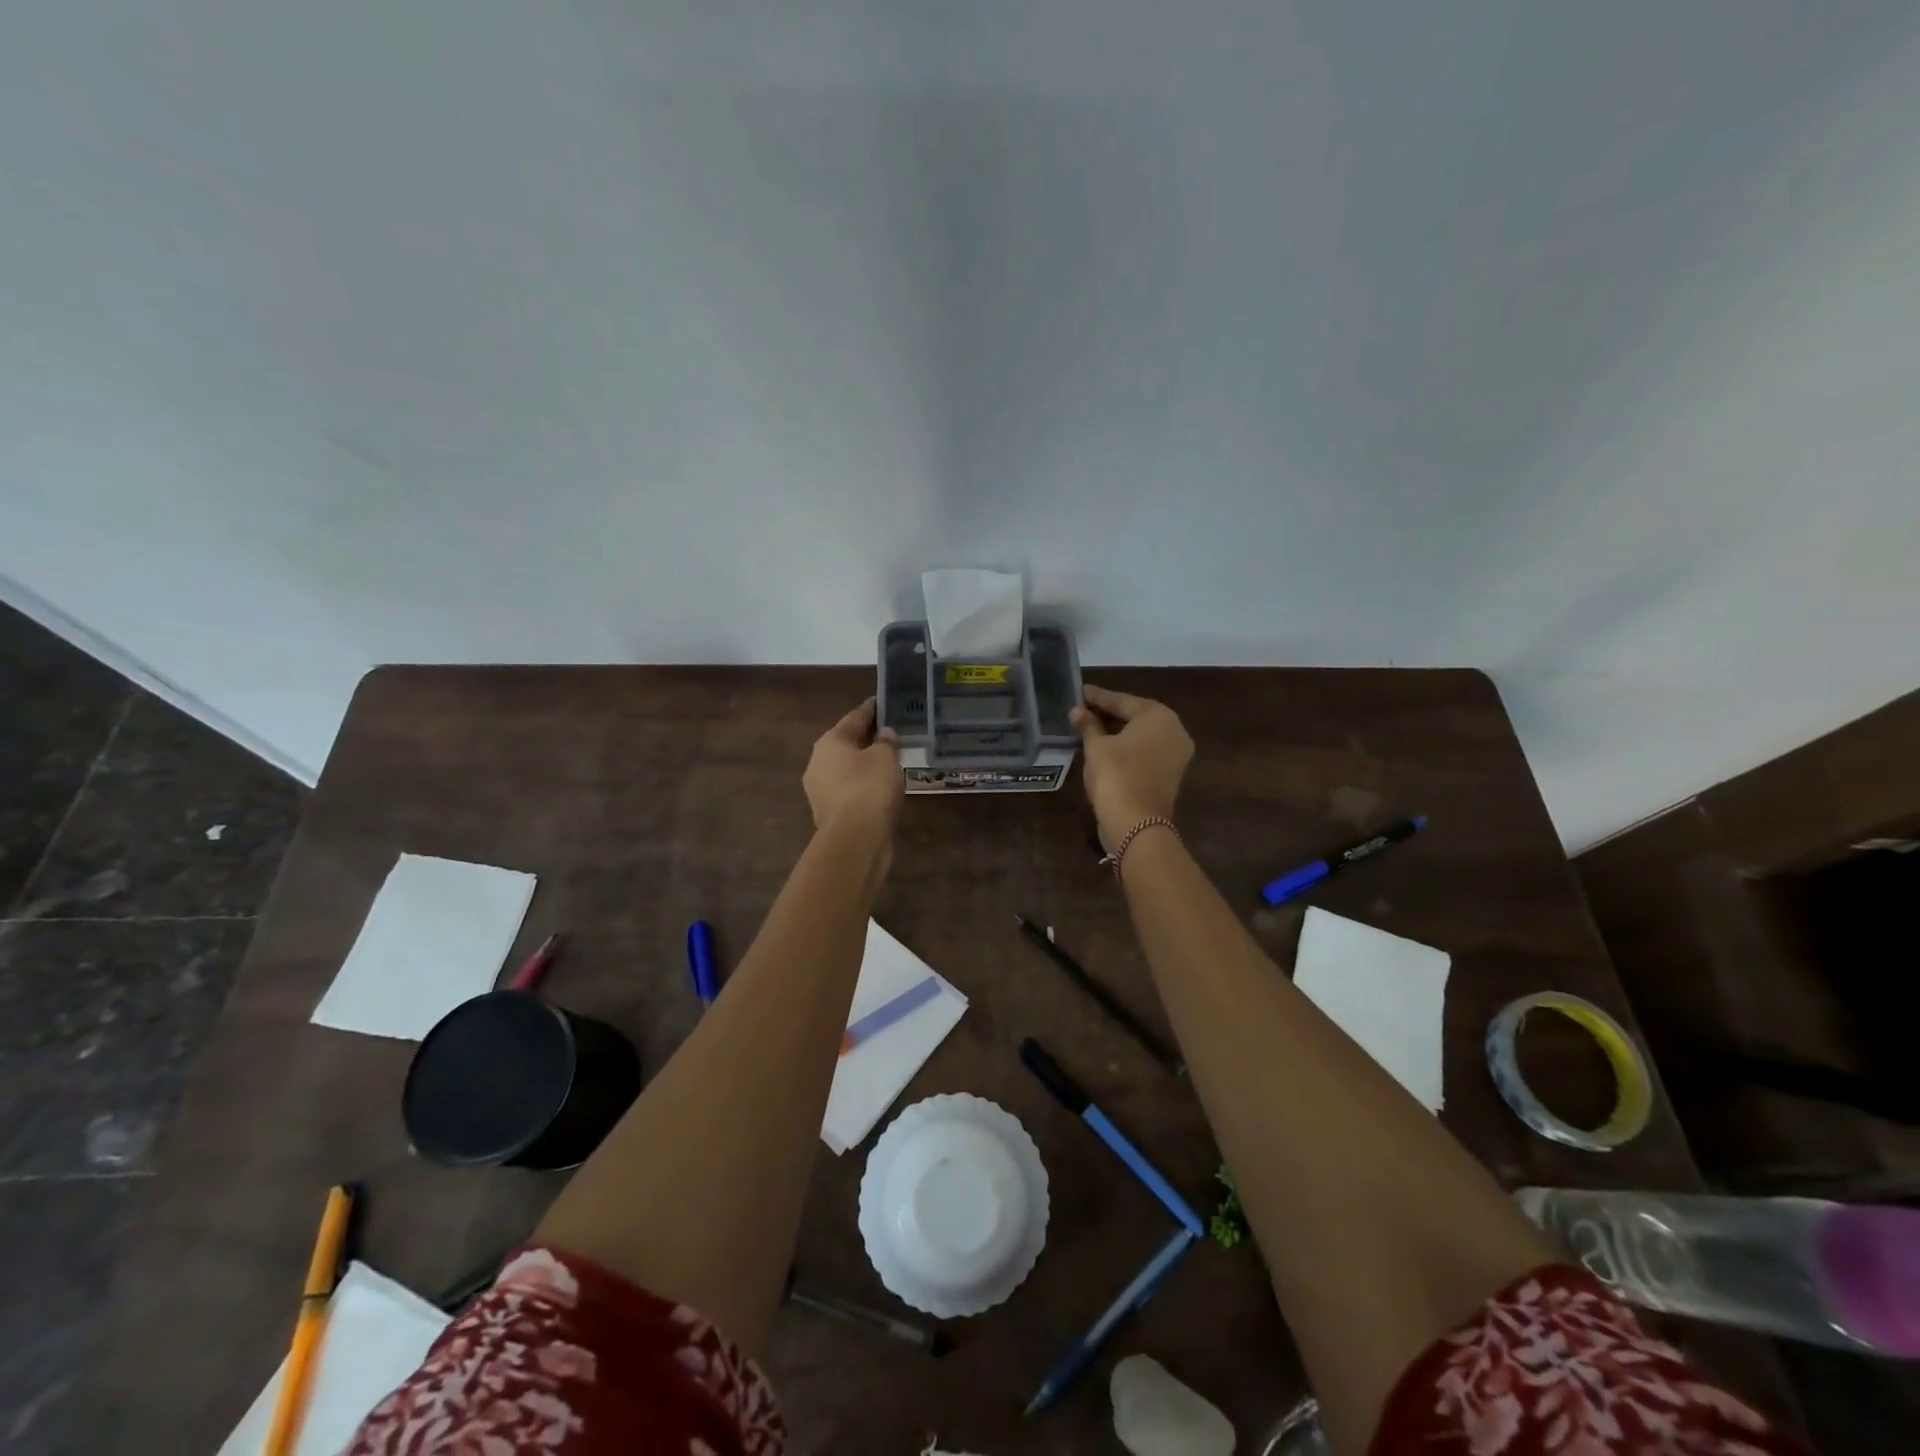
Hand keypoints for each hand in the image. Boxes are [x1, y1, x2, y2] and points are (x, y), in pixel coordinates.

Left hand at [803, 698, 901, 836]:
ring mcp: (820, 790)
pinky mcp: (829, 812)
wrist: (854, 838)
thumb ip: (886, 743)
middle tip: (887, 731)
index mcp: (830, 742)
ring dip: (863, 763)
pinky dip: (863, 784)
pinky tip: (879, 786)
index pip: (853, 718)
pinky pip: (849, 789)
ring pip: (846, 769)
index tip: (881, 701)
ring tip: (887, 760)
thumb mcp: (885, 758)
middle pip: (846, 744)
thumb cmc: (869, 787)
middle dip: (865, 738)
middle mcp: (818, 762)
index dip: (870, 709)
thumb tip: (884, 734)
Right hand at [1071, 685, 1193, 851]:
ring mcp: (1175, 754)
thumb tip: (1077, 711)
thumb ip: (1088, 725)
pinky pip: (1144, 751)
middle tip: (1082, 708)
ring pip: (1140, 735)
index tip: (1079, 691)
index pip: (1122, 700)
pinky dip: (1126, 747)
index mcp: (1158, 716)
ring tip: (1088, 726)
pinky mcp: (1169, 774)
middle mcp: (1174, 730)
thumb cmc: (1115, 775)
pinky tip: (1104, 746)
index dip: (1097, 697)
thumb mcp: (1096, 747)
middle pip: (1135, 716)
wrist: (1136, 824)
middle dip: (1108, 713)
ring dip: (1116, 731)